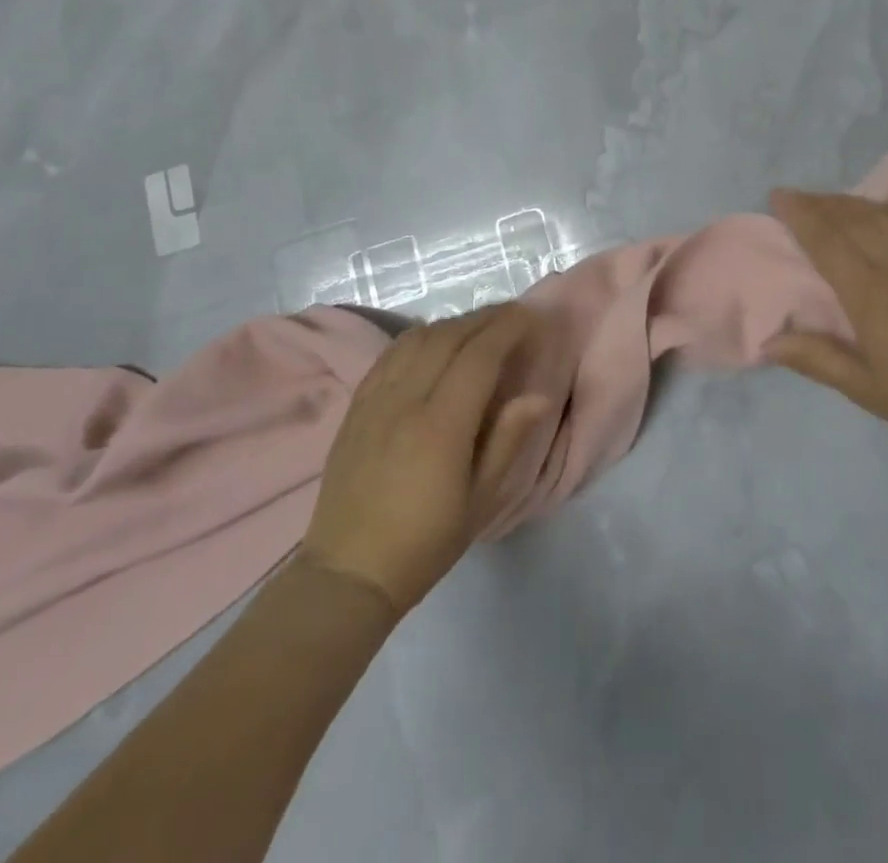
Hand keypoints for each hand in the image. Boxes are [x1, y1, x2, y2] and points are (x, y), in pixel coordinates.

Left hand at [300, 305, 552, 615]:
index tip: (531, 317)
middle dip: (486, 318)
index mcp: (441, 424)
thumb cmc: (424, 542)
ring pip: (418, 338)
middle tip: (514, 316)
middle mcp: (406, 399)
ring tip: (479, 326)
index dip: (508, 328)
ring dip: (454, 323)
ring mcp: (376, 398)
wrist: (349, 570)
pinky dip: (420, 335)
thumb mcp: (480, 500)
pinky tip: (433, 340)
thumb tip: (538, 395)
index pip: (479, 355)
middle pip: (450, 336)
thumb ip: (507, 440)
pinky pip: (391, 352)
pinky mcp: (357, 404)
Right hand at [766, 178, 887, 455]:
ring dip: (858, 201)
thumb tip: (768, 341)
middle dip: (822, 204)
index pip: (826, 244)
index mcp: (870, 298)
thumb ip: (818, 360)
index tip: (779, 196)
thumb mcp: (867, 390)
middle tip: (800, 196)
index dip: (800, 216)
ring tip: (835, 197)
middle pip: (853, 222)